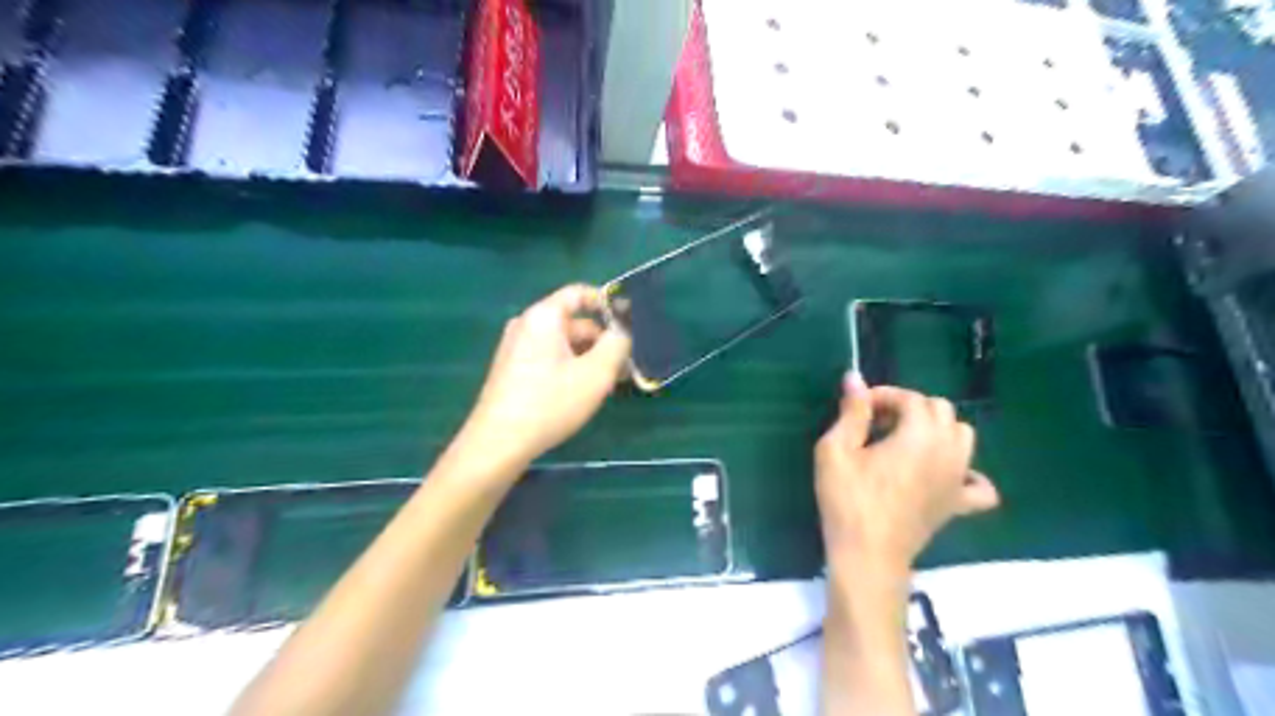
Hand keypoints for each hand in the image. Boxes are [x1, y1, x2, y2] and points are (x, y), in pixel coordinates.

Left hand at [457, 283, 636, 473]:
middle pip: (573, 322)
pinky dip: (571, 368)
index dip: (607, 304)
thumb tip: (623, 330)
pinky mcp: (513, 370)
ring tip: (611, 383)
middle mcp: (526, 325)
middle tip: (627, 365)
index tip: (630, 324)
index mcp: (543, 317)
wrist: (499, 443)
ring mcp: (516, 348)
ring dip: (589, 358)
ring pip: (563, 344)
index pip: (579, 294)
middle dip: (602, 341)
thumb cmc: (550, 403)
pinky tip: (585, 392)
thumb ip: (617, 344)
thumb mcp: (596, 373)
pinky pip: (550, 358)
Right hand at [815, 374, 994, 575]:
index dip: (883, 396)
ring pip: (963, 436)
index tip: (858, 407)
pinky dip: (967, 472)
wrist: (867, 555)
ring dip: (937, 429)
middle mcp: (948, 451)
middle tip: (877, 423)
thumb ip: (852, 412)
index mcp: (919, 435)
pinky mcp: (959, 505)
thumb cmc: (847, 500)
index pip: (910, 398)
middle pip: (940, 410)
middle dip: (909, 407)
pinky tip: (943, 474)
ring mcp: (959, 479)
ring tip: (905, 441)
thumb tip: (854, 377)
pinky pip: (979, 484)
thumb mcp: (836, 450)